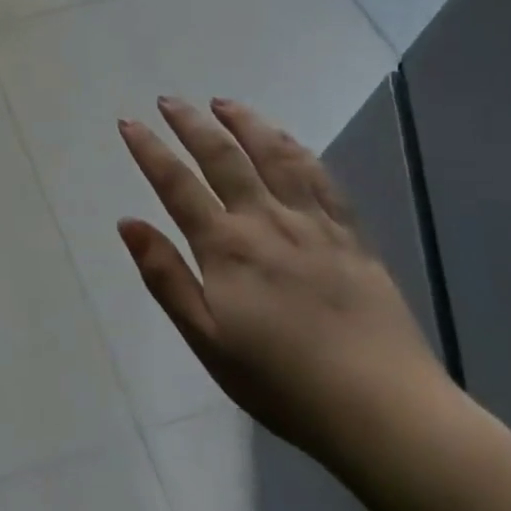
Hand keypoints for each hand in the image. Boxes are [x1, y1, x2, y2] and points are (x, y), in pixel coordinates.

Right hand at [117, 96, 449, 465]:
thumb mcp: (206, 339)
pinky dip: (297, 150)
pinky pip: (321, 178)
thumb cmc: (281, 382)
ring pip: (275, 155)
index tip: (129, 122)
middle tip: (169, 100)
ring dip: (246, 123)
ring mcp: (313, 223)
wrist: (383, 410)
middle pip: (223, 157)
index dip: (150, 150)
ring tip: (224, 103)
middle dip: (191, 123)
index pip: (177, 184)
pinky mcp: (351, 235)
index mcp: (226, 247)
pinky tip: (286, 141)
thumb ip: (165, 276)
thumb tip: (127, 223)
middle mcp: (266, 220)